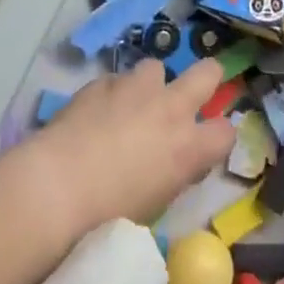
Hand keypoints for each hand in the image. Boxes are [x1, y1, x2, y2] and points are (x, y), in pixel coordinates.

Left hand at [20, 60, 236, 236]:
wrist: (58, 186)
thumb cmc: (109, 215)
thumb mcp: (154, 204)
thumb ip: (171, 174)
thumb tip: (172, 163)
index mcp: (188, 147)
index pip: (226, 132)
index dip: (218, 137)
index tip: (207, 143)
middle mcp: (170, 108)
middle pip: (207, 73)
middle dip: (206, 78)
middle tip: (192, 93)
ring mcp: (135, 88)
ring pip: (155, 67)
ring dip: (149, 84)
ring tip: (132, 105)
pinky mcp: (102, 82)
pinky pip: (116, 80)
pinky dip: (112, 93)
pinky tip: (95, 112)